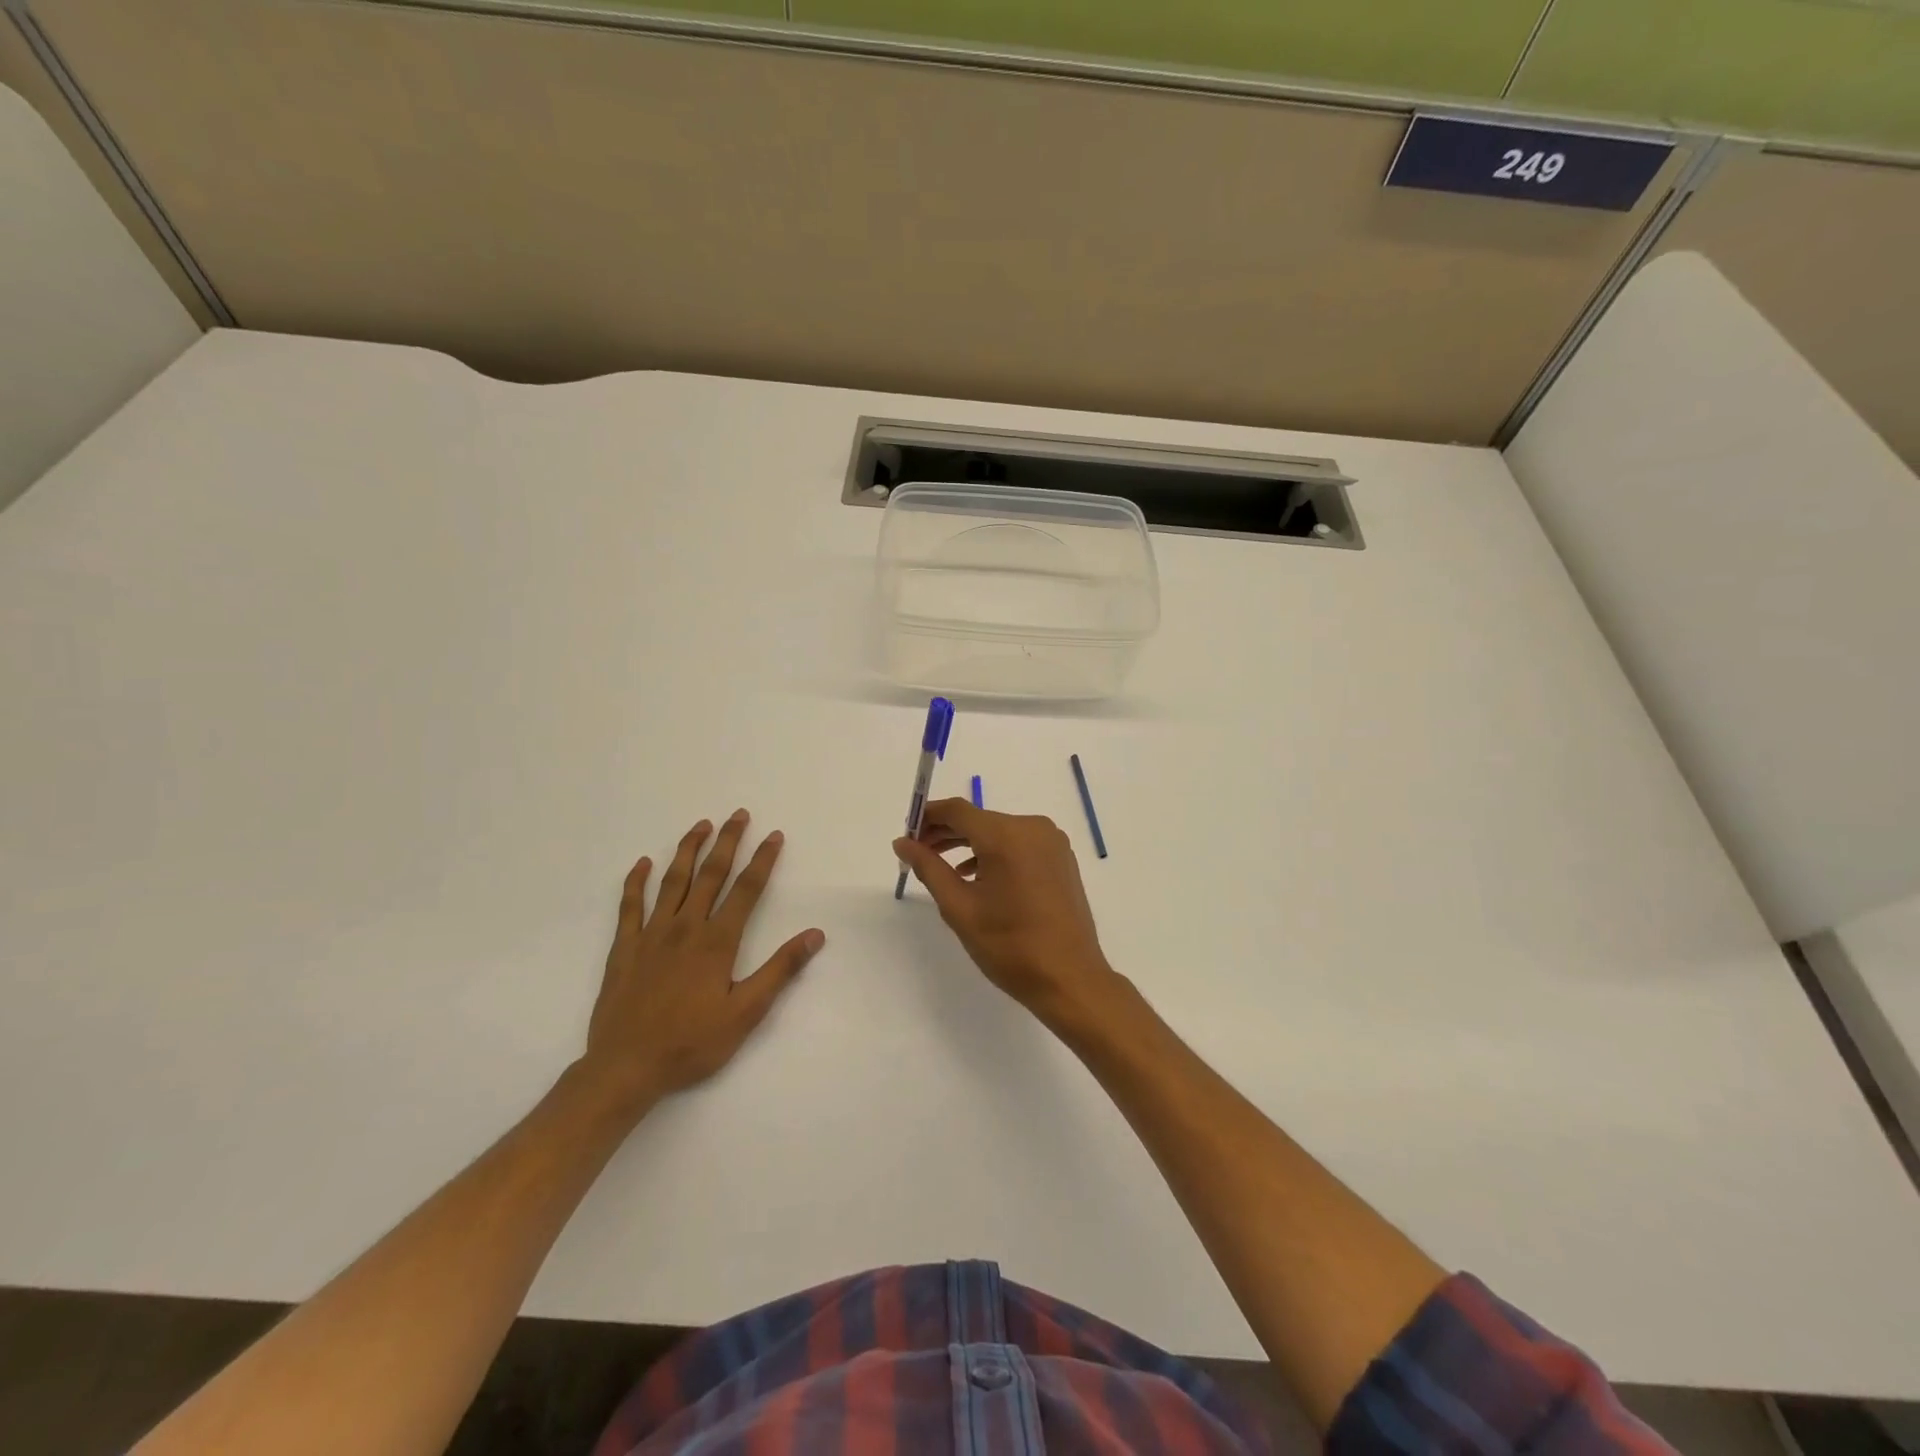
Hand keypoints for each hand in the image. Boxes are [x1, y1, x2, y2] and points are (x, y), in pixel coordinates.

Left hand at [578, 809, 823, 1119]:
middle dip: (728, 841)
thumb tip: (815, 934)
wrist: (626, 1067)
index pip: (747, 890)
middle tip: (739, 815)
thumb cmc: (692, 1043)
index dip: (763, 860)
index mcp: (717, 941)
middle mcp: (685, 927)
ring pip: (672, 881)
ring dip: (688, 850)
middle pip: (711, 874)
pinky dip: (635, 881)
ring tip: (701, 825)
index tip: (774, 836)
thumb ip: (780, 970)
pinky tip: (642, 863)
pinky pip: (629, 905)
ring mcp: (651, 934)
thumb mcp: (746, 1013)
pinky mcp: (624, 947)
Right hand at [894, 799, 1117, 1025]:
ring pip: (999, 832)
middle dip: (946, 832)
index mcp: (1007, 835)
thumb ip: (929, 868)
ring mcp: (1052, 842)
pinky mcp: (1061, 858)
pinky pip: (1019, 844)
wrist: (1069, 979)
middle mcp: (1033, 828)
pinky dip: (994, 853)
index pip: (957, 810)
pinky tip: (976, 877)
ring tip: (941, 867)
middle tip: (917, 853)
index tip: (906, 835)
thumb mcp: (959, 907)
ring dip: (969, 844)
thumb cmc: (1009, 946)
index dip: (928, 816)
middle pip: (979, 819)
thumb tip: (902, 843)